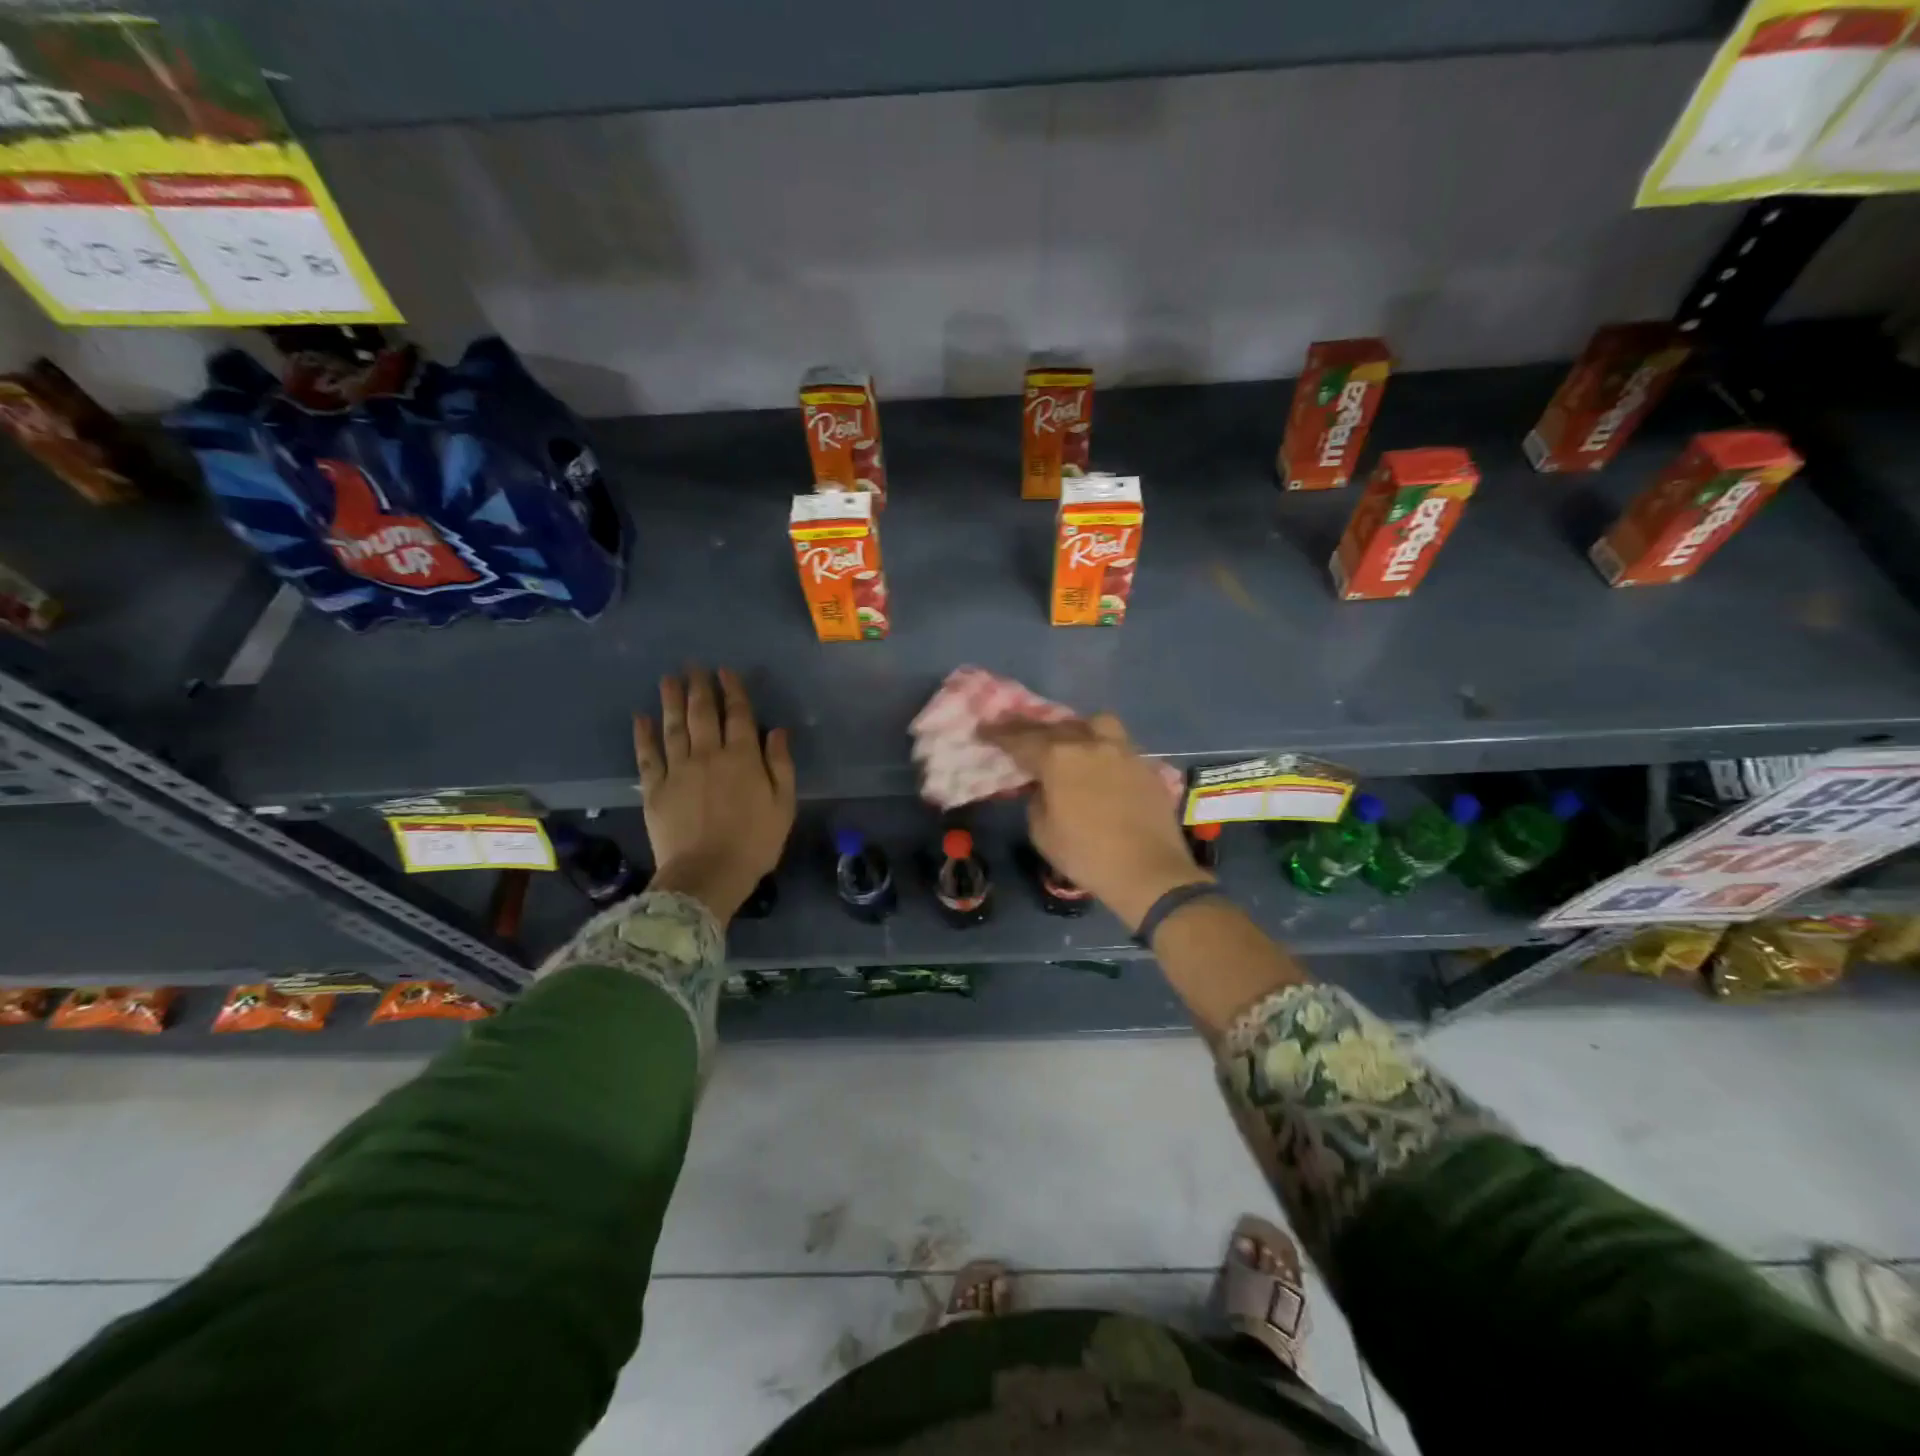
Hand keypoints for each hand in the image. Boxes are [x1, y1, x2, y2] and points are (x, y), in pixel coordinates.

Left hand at [633, 667, 796, 923]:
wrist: (707, 875)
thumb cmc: (754, 843)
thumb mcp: (783, 805)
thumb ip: (780, 765)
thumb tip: (777, 731)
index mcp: (742, 758)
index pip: (738, 714)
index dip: (732, 690)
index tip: (725, 671)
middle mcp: (708, 755)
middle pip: (702, 713)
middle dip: (699, 687)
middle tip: (693, 666)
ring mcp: (678, 770)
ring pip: (673, 726)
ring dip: (671, 700)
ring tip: (668, 679)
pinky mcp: (655, 789)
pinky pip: (647, 755)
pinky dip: (643, 734)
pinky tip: (640, 717)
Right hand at [981, 713, 1204, 931]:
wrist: (1149, 871)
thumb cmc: (1086, 855)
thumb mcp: (1043, 832)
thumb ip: (1037, 800)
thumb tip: (1044, 787)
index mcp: (1059, 758)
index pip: (1021, 740)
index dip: (999, 735)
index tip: (984, 730)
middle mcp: (1090, 744)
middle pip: (1056, 726)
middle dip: (1032, 729)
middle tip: (1019, 732)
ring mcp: (1122, 751)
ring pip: (1095, 724)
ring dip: (1075, 728)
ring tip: (1069, 741)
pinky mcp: (1145, 765)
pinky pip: (1118, 745)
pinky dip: (1102, 748)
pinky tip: (1099, 764)